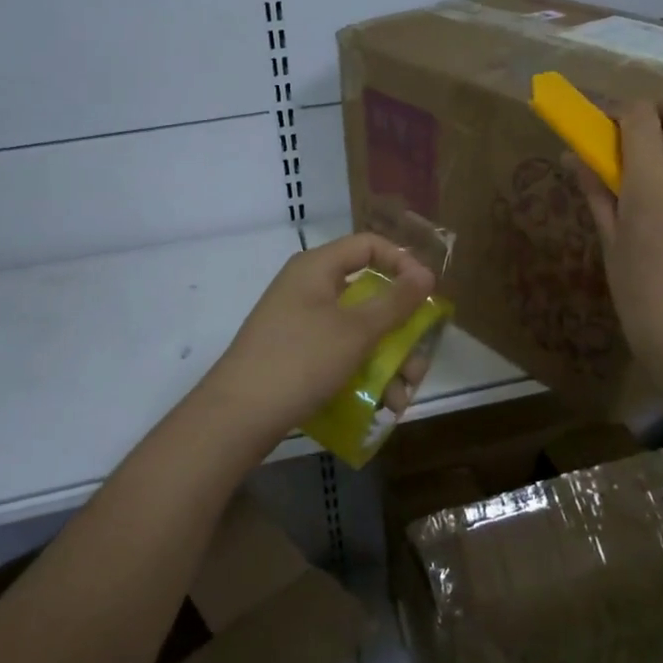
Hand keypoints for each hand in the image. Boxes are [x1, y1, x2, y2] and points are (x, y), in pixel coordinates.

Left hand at [199, 232, 436, 450]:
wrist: (237, 416)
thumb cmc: (301, 359)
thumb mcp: (356, 330)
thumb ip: (395, 301)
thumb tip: (425, 273)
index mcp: (317, 268)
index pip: (369, 245)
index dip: (403, 262)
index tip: (426, 293)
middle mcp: (308, 288)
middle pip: (369, 295)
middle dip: (401, 331)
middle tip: (418, 362)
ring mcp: (300, 323)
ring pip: (358, 331)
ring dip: (387, 362)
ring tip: (400, 398)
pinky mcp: (296, 355)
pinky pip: (339, 354)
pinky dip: (362, 373)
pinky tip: (379, 405)